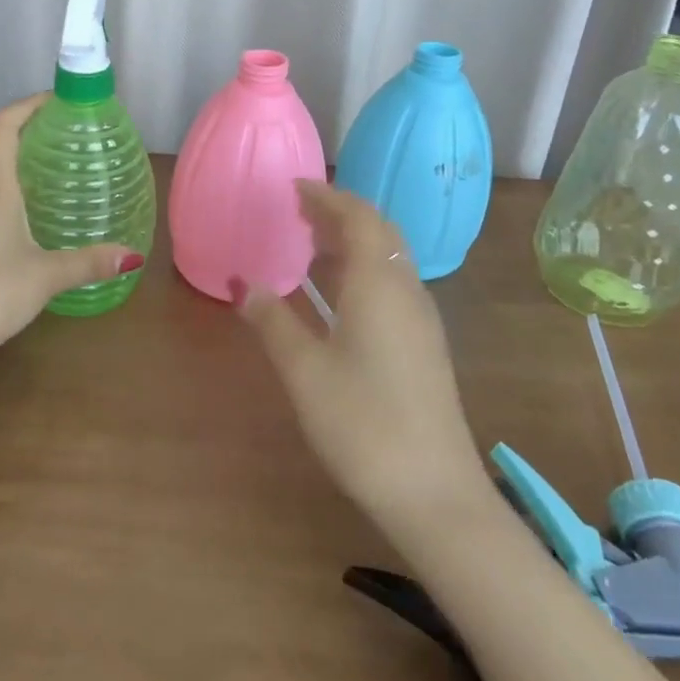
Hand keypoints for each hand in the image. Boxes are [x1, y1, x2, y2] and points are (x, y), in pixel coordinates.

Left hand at [0, 93, 143, 347]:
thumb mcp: (46, 276)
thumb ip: (89, 263)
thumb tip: (133, 256)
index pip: (3, 127)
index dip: (26, 106)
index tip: (53, 100)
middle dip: (23, 131)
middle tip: (58, 136)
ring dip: (8, 161)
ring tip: (44, 172)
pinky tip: (19, 215)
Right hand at [236, 181, 485, 541]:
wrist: (435, 494)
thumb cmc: (363, 423)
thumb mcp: (304, 371)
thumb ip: (272, 322)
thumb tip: (243, 285)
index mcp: (378, 283)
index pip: (357, 216)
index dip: (326, 196)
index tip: (294, 186)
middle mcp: (406, 289)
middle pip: (379, 231)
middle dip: (341, 213)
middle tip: (300, 210)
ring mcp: (421, 318)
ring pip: (389, 257)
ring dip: (354, 239)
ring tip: (312, 242)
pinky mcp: (425, 344)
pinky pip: (393, 282)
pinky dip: (364, 267)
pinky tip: (339, 293)